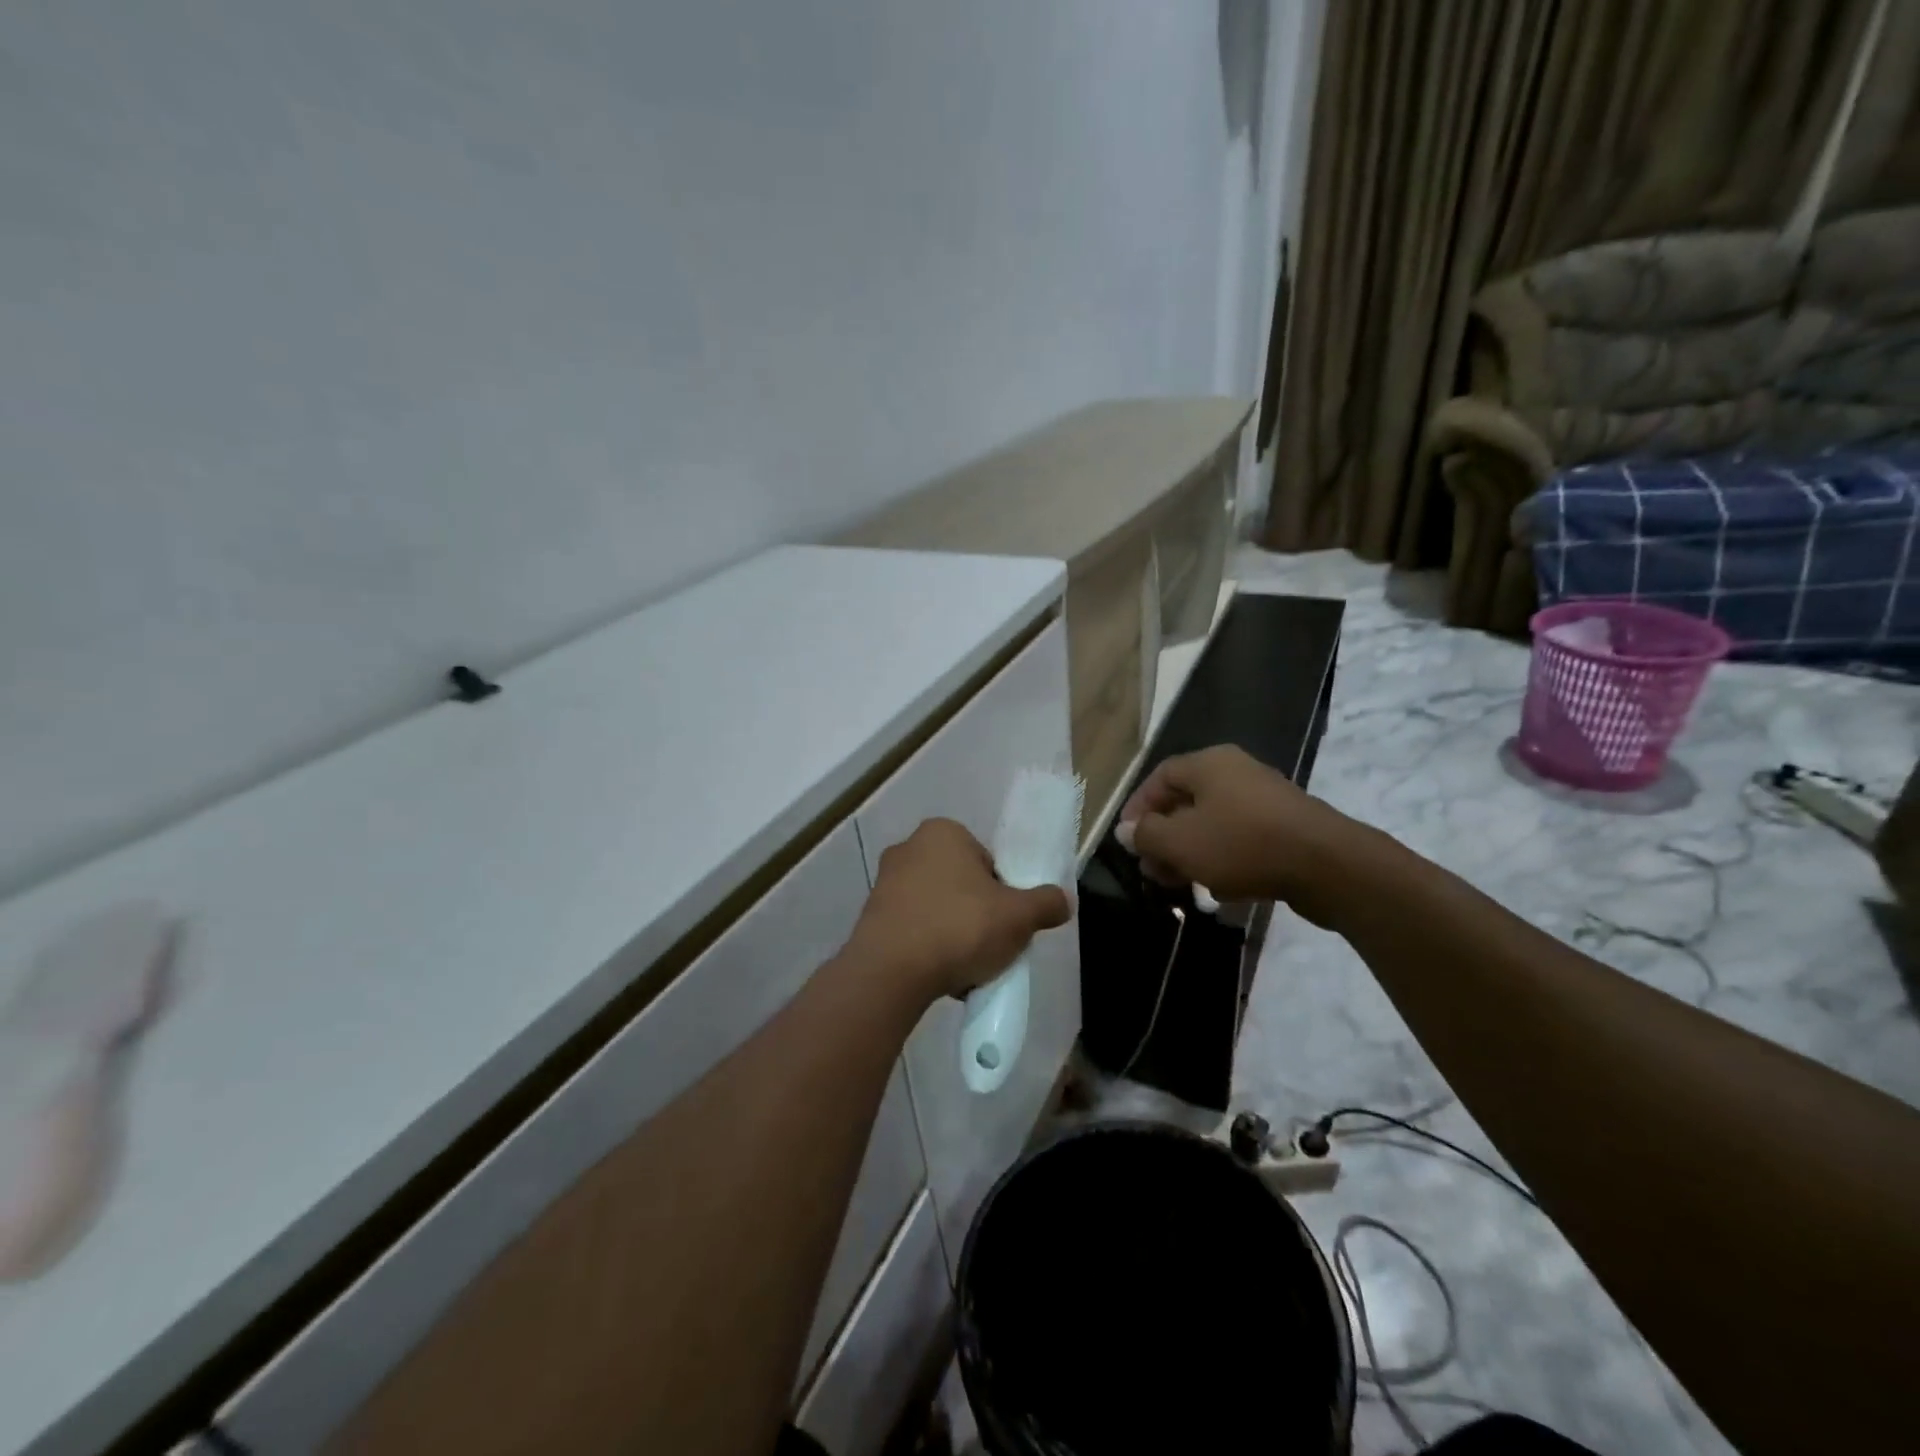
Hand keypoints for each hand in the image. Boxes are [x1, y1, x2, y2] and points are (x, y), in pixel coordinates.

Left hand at [841, 818, 1072, 1003]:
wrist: (891, 972)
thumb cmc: (959, 927)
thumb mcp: (1018, 917)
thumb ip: (1045, 904)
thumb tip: (1064, 901)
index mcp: (943, 832)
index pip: (987, 861)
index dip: (1003, 892)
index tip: (1007, 921)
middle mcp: (908, 847)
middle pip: (962, 884)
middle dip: (977, 913)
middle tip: (991, 944)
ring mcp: (885, 882)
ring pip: (937, 909)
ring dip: (953, 933)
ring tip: (967, 968)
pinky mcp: (870, 916)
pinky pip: (913, 929)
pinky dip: (928, 948)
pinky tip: (940, 975)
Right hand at [1118, 745, 1368, 926]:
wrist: (1329, 866)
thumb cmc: (1243, 844)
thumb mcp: (1181, 842)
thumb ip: (1146, 835)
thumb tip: (1126, 831)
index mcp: (1209, 764)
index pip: (1160, 776)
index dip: (1138, 807)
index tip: (1127, 841)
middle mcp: (1237, 772)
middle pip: (1186, 802)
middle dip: (1163, 838)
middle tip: (1152, 869)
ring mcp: (1265, 800)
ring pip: (1213, 824)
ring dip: (1191, 853)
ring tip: (1179, 884)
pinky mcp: (1286, 828)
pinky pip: (1241, 840)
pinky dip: (1224, 860)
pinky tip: (1221, 892)